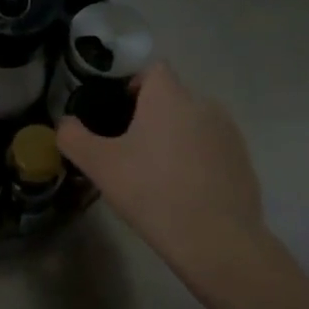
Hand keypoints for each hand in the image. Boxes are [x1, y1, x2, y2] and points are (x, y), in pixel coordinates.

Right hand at [57, 63, 280, 294]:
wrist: (216, 239)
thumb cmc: (152, 192)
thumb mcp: (100, 166)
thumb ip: (73, 137)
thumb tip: (65, 124)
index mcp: (169, 96)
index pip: (153, 69)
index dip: (134, 85)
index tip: (119, 114)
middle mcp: (202, 103)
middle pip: (172, 97)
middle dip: (153, 115)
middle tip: (132, 150)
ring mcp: (228, 132)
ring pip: (193, 122)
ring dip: (177, 137)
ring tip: (160, 174)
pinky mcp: (243, 160)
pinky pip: (213, 148)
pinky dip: (198, 159)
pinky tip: (186, 191)